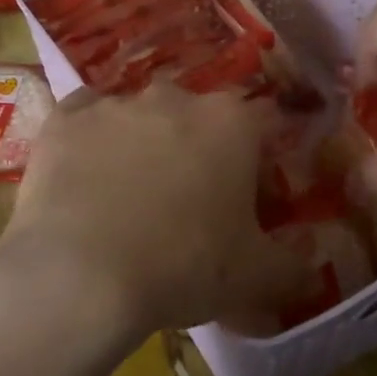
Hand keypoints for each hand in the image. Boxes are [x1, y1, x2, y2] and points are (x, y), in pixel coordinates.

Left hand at [0, 83, 308, 344]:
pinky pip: (84, 118)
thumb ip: (295, 265)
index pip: (262, 123)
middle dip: (199, 148)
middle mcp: (174, 97)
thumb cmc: (183, 267)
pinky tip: (85, 173)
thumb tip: (312, 264)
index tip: (251, 195)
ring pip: (140, 115)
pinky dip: (91, 139)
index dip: (260, 159)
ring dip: (143, 143)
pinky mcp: (64, 119)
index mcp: (231, 122)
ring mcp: (114, 103)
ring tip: (129, 196)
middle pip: (198, 116)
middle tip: (189, 200)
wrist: (80, 276)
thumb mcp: (257, 278)